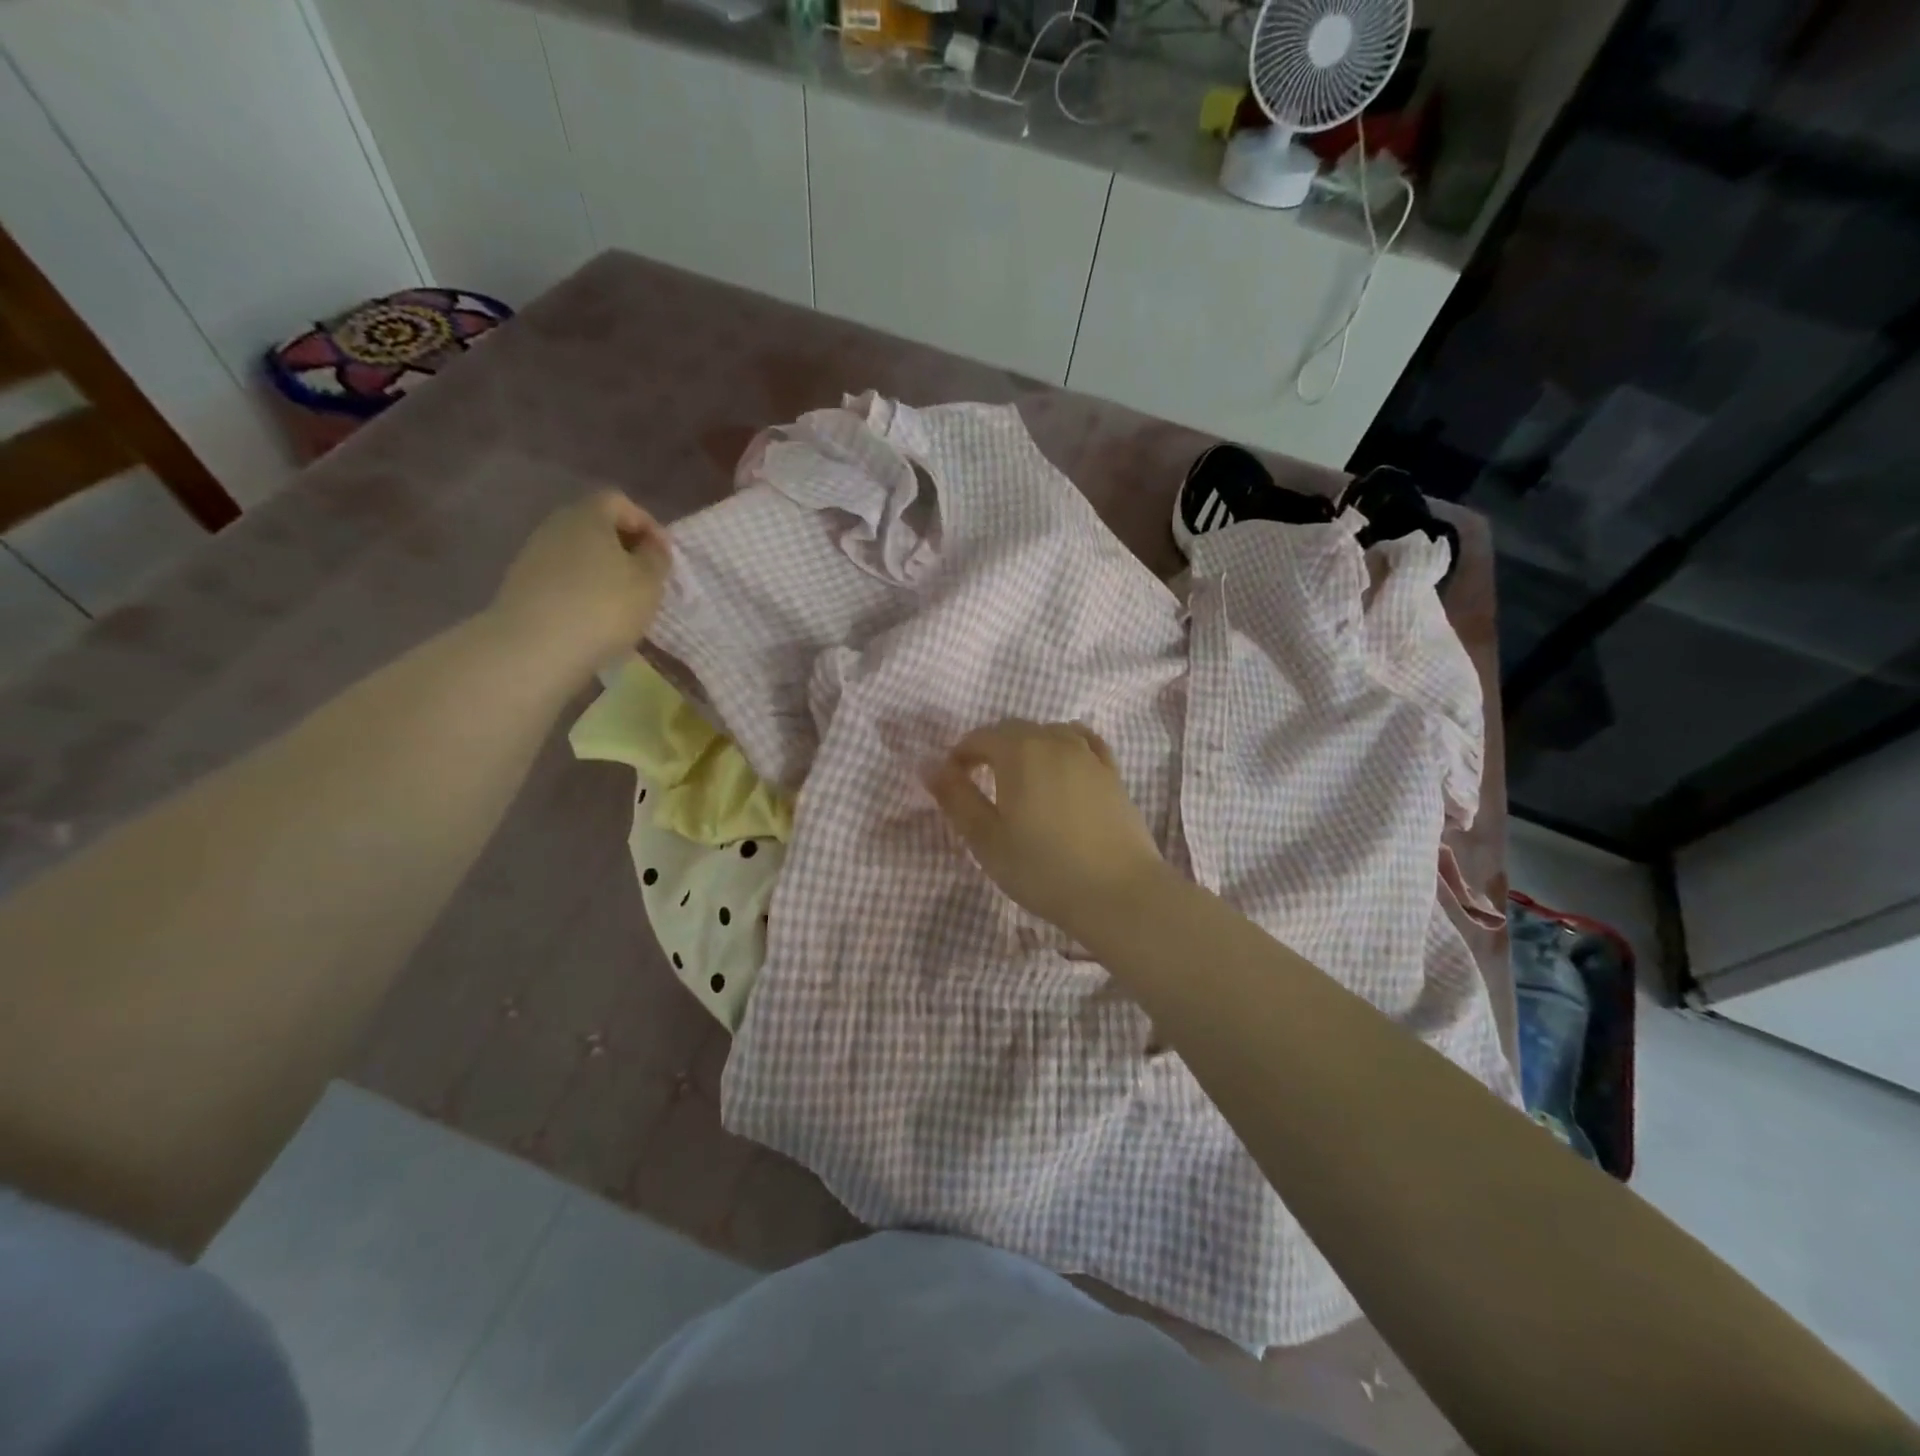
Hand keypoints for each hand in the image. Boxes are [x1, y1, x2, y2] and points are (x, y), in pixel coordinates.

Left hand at [487, 491, 671, 681]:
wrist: (535, 648)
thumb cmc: (603, 606)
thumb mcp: (649, 582)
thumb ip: (657, 557)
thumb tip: (652, 546)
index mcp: (588, 515)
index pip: (620, 502)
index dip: (647, 523)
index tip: (663, 555)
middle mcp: (556, 526)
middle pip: (596, 525)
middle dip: (624, 547)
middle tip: (646, 577)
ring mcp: (534, 555)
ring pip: (579, 553)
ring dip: (604, 571)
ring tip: (624, 602)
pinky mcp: (523, 585)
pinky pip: (563, 578)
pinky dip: (583, 590)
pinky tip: (595, 618)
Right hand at [927, 719, 1169, 936]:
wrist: (1118, 892)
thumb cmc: (1042, 868)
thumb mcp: (986, 838)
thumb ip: (955, 798)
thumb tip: (928, 765)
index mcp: (1019, 751)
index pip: (980, 737)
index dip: (960, 755)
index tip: (952, 781)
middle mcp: (1055, 741)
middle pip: (1015, 730)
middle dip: (991, 748)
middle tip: (980, 781)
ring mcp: (1089, 754)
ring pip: (1050, 733)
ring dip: (1028, 746)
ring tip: (1020, 778)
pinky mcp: (1113, 773)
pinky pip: (1084, 743)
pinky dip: (1065, 747)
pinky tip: (1064, 766)